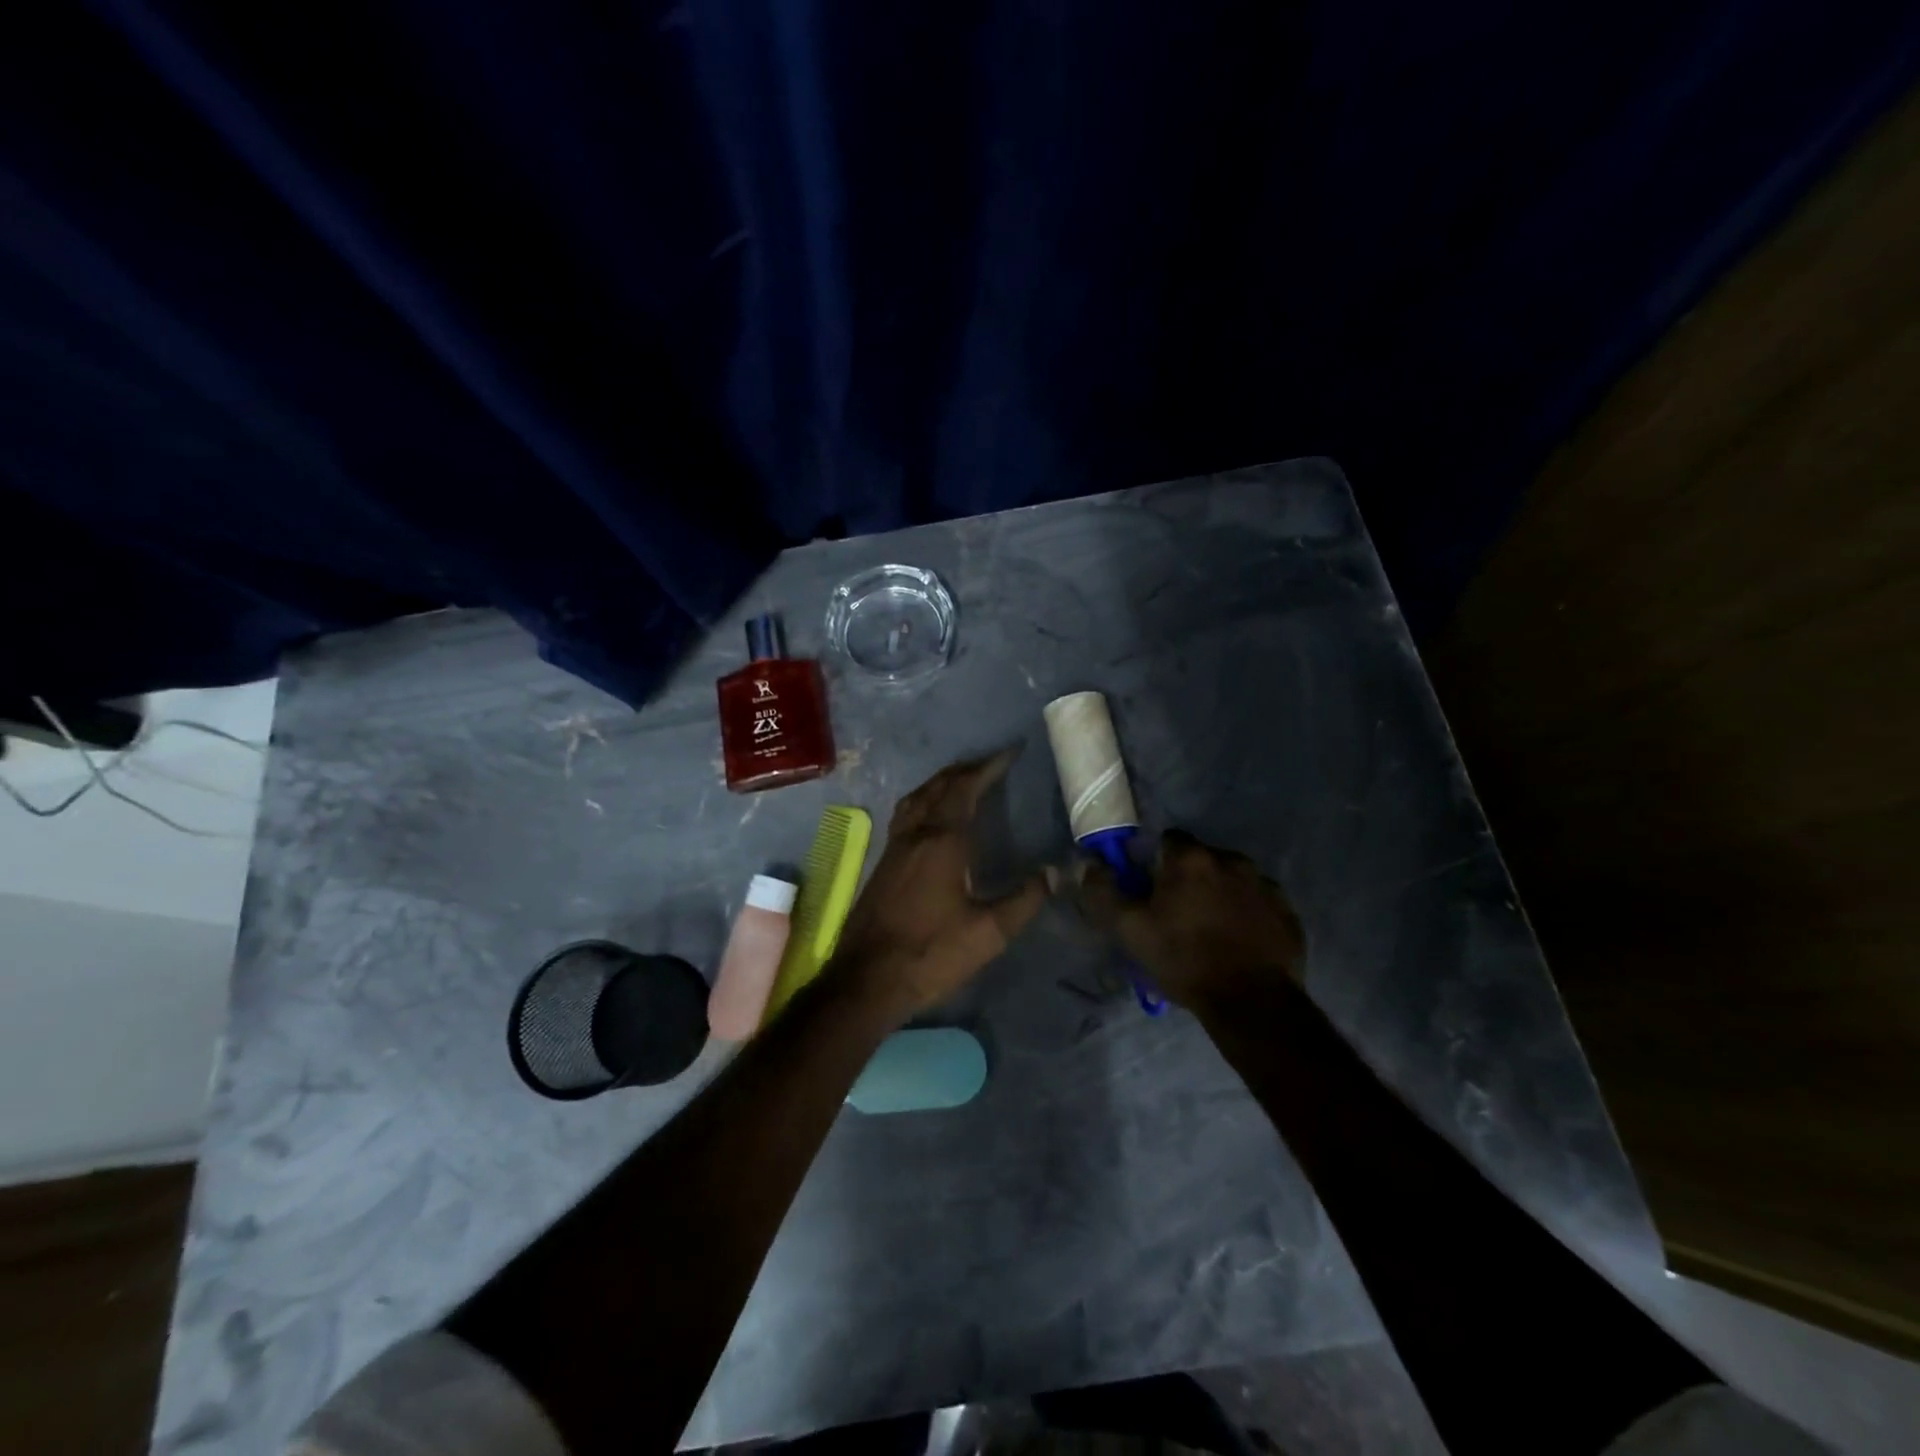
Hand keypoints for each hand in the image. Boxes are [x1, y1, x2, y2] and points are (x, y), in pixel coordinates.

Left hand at [830, 749, 1048, 1018]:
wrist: (866, 979)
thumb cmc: (930, 953)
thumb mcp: (989, 932)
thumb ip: (1025, 899)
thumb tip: (1058, 872)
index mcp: (942, 841)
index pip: (966, 789)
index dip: (989, 768)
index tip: (1010, 753)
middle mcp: (915, 834)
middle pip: (939, 787)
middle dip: (966, 770)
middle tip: (991, 764)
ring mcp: (894, 847)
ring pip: (917, 798)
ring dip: (941, 782)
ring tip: (962, 780)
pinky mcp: (883, 863)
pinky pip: (905, 815)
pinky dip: (923, 801)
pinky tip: (930, 818)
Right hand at [1075, 829, 1305, 1008]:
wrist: (1252, 1003)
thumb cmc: (1184, 960)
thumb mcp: (1130, 930)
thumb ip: (1103, 892)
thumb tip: (1088, 863)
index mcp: (1191, 859)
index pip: (1168, 839)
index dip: (1155, 862)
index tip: (1150, 889)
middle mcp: (1231, 860)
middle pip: (1201, 859)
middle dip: (1188, 878)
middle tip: (1177, 913)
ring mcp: (1265, 885)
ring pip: (1232, 879)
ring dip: (1219, 894)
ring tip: (1210, 930)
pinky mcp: (1287, 912)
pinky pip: (1258, 903)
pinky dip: (1246, 914)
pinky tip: (1238, 942)